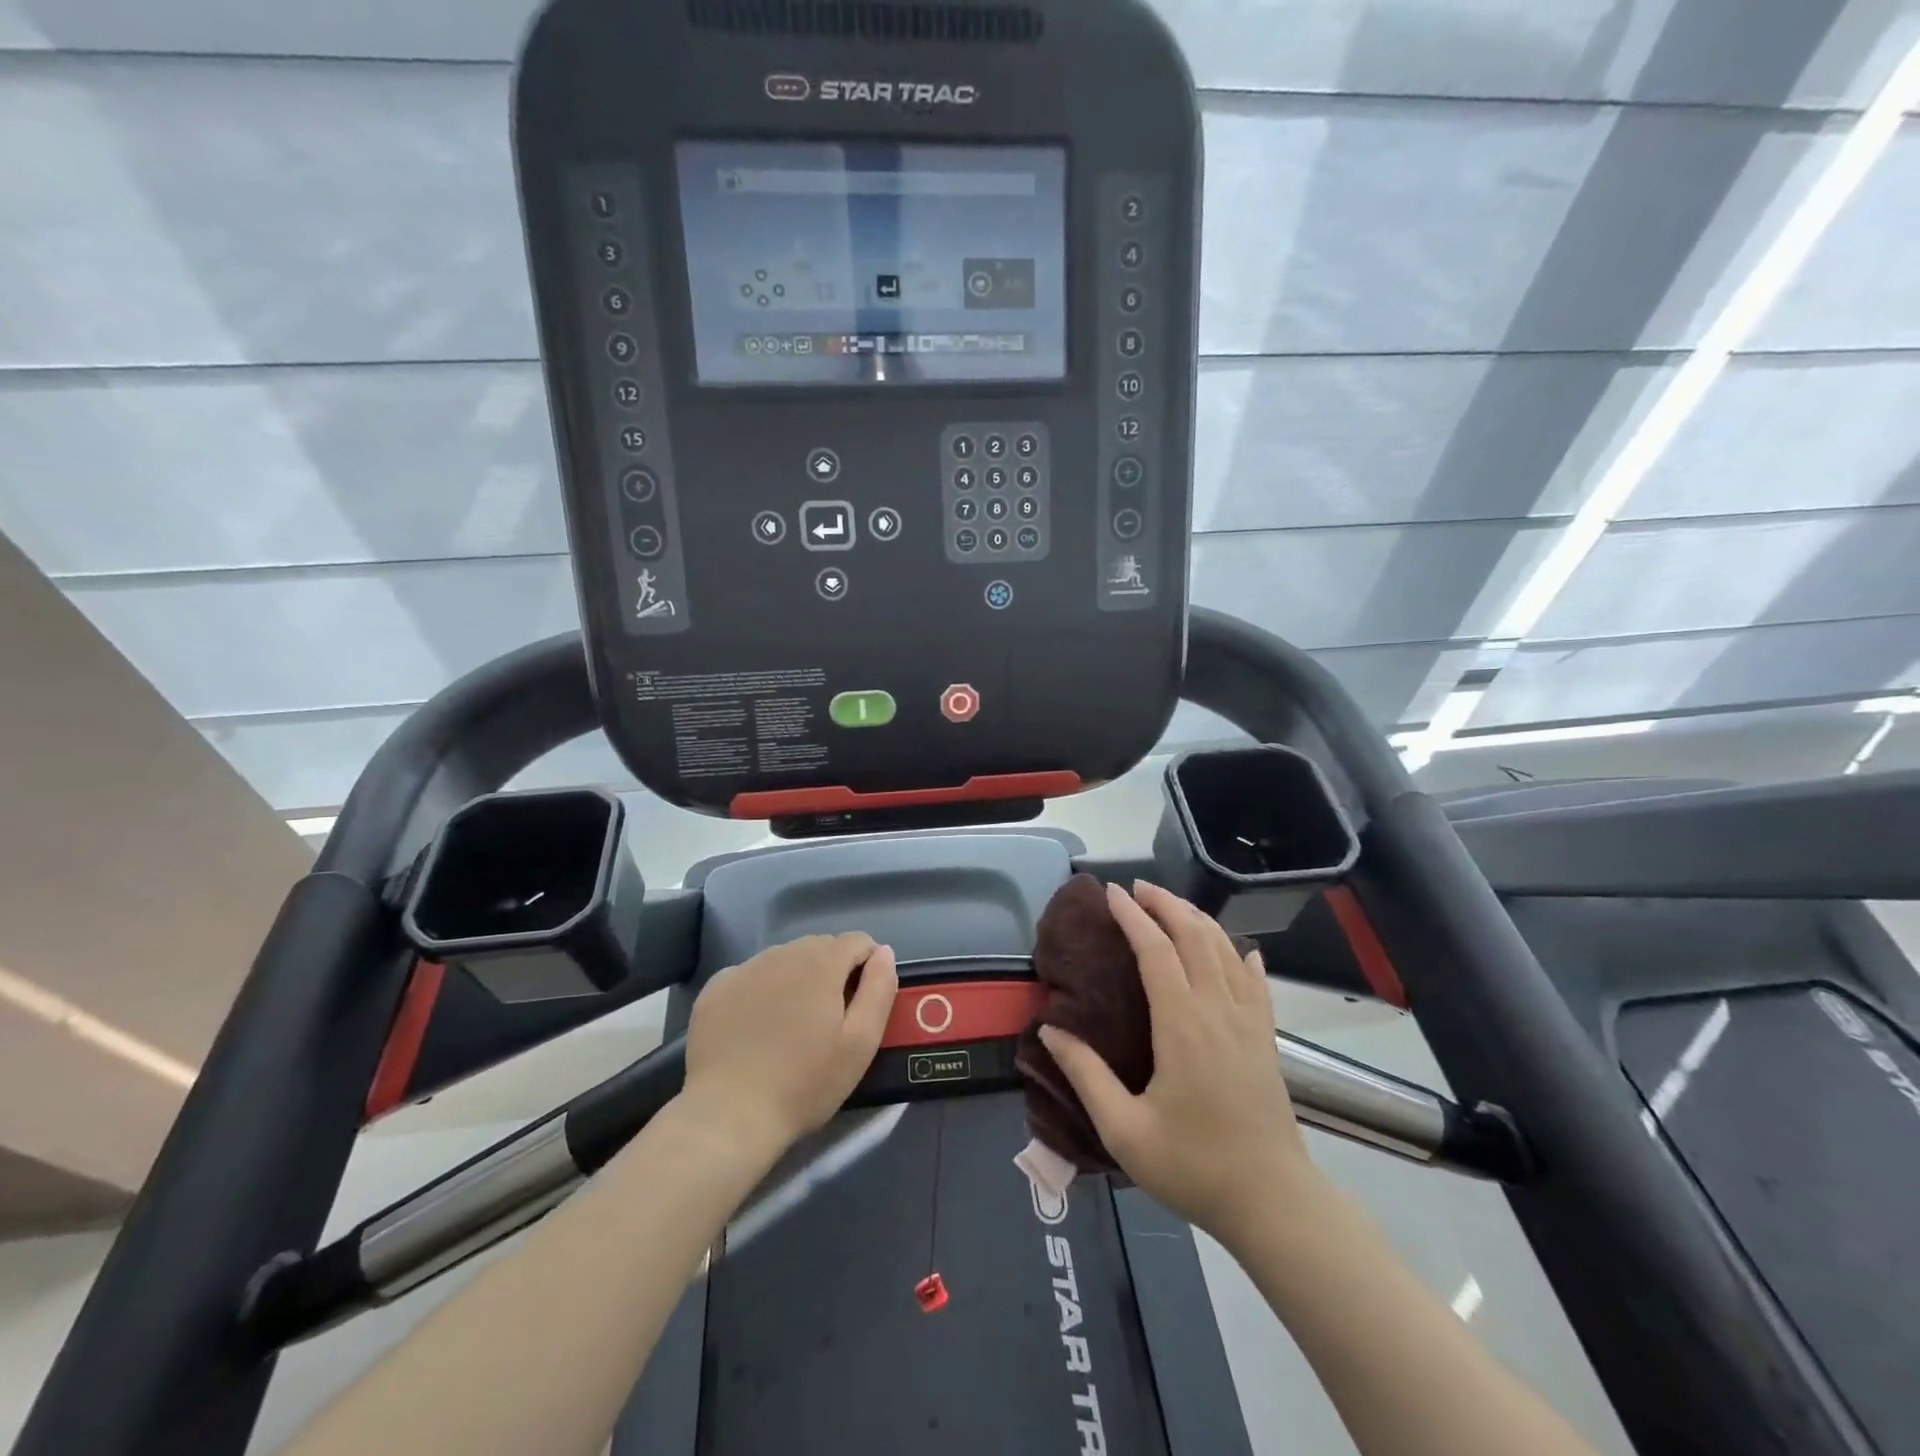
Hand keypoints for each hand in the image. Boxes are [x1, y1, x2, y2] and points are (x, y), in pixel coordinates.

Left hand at [681, 933, 897, 1157]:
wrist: (728, 1115)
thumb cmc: (804, 1083)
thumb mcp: (860, 1043)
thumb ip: (879, 989)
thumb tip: (884, 953)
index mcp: (821, 962)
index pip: (858, 942)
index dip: (869, 965)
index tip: (866, 1001)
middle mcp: (783, 953)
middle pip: (820, 947)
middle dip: (833, 972)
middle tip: (831, 1018)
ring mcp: (745, 968)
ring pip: (784, 959)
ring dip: (797, 978)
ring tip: (794, 1024)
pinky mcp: (716, 988)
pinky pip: (750, 976)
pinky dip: (761, 990)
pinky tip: (757, 1026)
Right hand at [1040, 882, 1312, 1241]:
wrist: (1273, 1203)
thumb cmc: (1194, 1167)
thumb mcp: (1124, 1130)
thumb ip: (1084, 1075)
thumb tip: (1050, 1028)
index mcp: (1182, 1025)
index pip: (1156, 950)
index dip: (1133, 916)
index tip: (1111, 893)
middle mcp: (1218, 1009)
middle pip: (1195, 935)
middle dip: (1165, 904)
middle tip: (1137, 888)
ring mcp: (1249, 1021)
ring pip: (1225, 949)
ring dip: (1198, 919)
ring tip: (1171, 906)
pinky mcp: (1266, 1038)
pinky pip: (1256, 980)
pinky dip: (1241, 954)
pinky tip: (1237, 949)